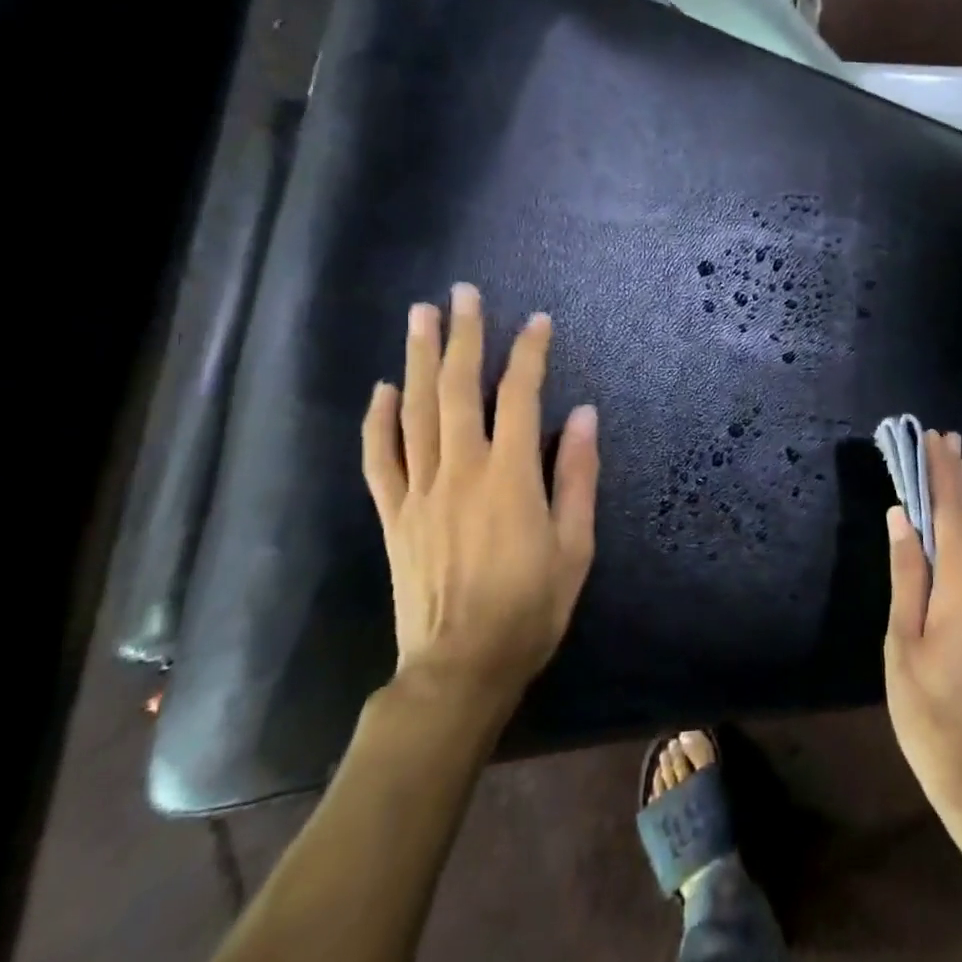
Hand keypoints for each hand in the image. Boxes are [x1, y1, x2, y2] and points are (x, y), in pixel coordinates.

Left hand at [361, 283, 599, 714]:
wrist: (460, 669)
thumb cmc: (531, 608)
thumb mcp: (576, 545)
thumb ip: (577, 475)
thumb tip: (582, 415)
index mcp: (510, 477)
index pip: (520, 397)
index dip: (529, 354)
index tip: (538, 321)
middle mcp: (460, 471)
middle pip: (459, 389)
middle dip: (464, 336)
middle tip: (463, 293)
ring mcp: (420, 491)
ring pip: (416, 412)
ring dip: (420, 360)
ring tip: (421, 316)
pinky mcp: (394, 515)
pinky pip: (380, 459)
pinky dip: (378, 420)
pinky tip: (383, 389)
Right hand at [884, 430, 961, 830]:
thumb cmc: (931, 712)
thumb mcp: (905, 642)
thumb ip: (907, 575)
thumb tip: (903, 517)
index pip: (952, 512)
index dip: (942, 473)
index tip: (936, 436)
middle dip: (954, 479)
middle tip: (944, 440)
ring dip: (960, 504)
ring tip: (949, 469)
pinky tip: (954, 528)